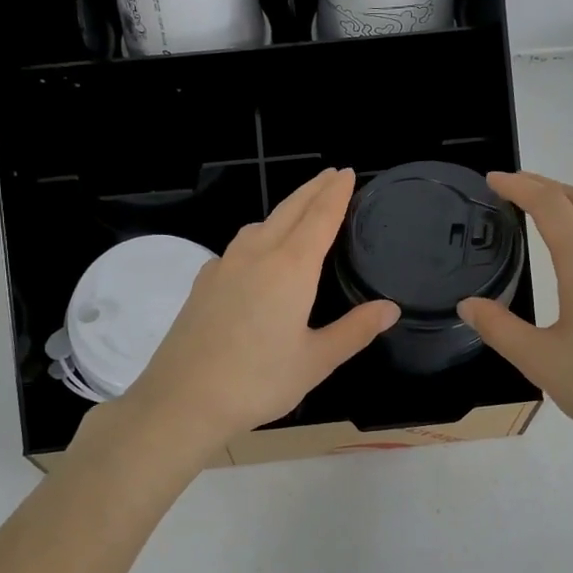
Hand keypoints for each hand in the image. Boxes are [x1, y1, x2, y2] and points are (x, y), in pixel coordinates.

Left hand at [118, 169, 398, 454]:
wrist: (182, 400)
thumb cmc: (258, 382)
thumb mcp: (316, 361)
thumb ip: (354, 330)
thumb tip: (390, 308)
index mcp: (289, 269)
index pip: (319, 218)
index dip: (336, 193)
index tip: (347, 172)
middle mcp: (256, 256)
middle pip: (288, 211)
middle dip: (312, 190)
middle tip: (332, 174)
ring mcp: (224, 266)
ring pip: (259, 225)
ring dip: (284, 210)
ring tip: (299, 211)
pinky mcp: (203, 283)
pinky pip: (238, 246)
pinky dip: (258, 235)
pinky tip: (257, 256)